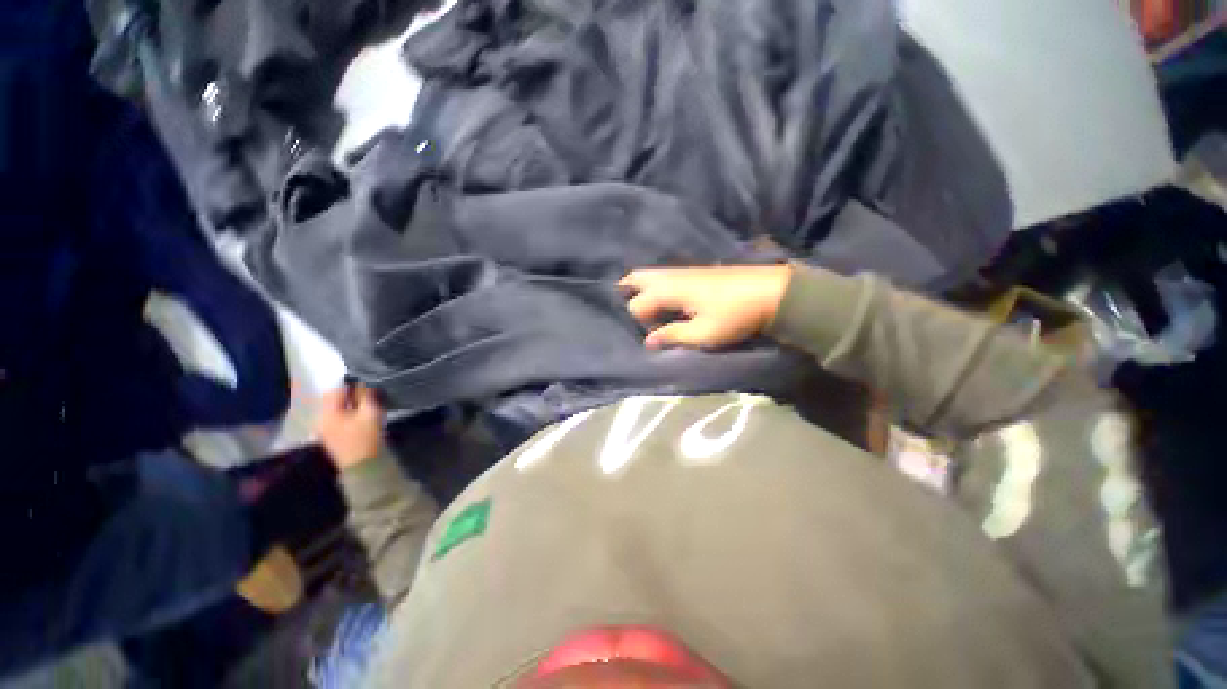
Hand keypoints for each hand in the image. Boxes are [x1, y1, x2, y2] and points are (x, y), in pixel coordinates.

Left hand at [316, 384, 384, 469]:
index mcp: (327, 413)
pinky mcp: (331, 436)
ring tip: (366, 403)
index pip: (336, 390)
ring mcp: (324, 429)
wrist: (363, 466)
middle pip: (333, 399)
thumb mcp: (370, 413)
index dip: (352, 384)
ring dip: (349, 404)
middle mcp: (320, 419)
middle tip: (368, 393)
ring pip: (335, 408)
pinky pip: (337, 417)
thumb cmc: (366, 437)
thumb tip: (363, 382)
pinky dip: (348, 412)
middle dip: (349, 394)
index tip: (367, 384)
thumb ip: (365, 395)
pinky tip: (360, 415)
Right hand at [619, 265, 791, 349]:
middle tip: (629, 311)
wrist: (771, 292)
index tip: (652, 334)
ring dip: (640, 288)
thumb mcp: (704, 334)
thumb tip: (648, 342)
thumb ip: (673, 336)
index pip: (637, 303)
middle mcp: (671, 276)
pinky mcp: (695, 271)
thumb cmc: (735, 315)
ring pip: (650, 274)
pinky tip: (663, 299)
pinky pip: (663, 275)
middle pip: (637, 277)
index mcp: (670, 290)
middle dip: (626, 292)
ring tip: (644, 308)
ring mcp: (683, 271)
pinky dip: (654, 285)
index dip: (639, 321)